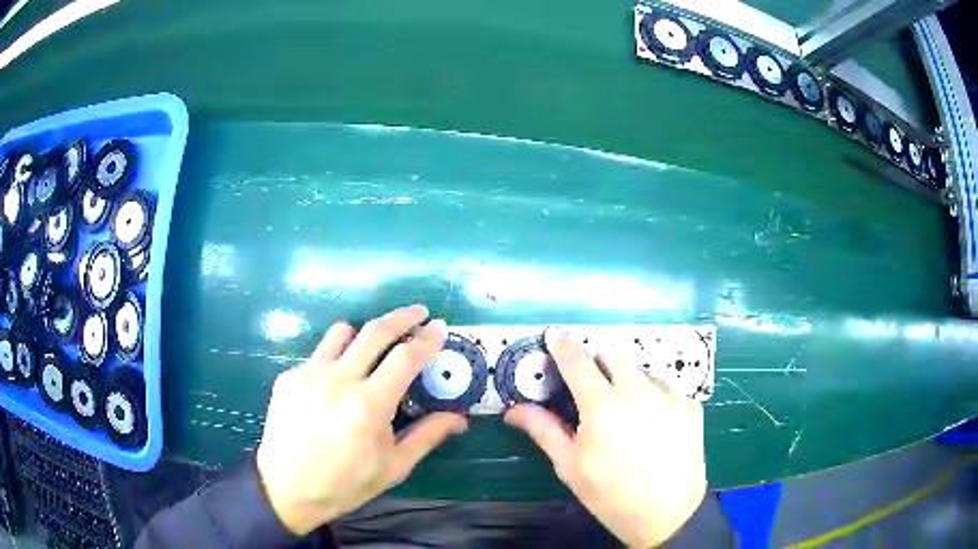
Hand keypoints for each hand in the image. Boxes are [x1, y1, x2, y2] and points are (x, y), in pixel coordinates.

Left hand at [256, 305, 466, 534]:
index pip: (405, 358)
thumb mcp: (394, 466)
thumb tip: (459, 417)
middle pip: (374, 331)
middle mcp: (338, 381)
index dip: (427, 339)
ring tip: (371, 349)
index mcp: (369, 406)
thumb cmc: (346, 483)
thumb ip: (428, 435)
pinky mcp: (288, 377)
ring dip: (363, 335)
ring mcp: (308, 375)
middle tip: (417, 312)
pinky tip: (334, 387)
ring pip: (341, 333)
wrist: (288, 489)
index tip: (440, 326)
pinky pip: (318, 355)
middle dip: (401, 316)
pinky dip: (334, 360)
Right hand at [505, 330, 705, 547]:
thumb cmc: (610, 494)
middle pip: (613, 353)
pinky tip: (655, 425)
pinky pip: (667, 388)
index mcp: (602, 406)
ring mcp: (669, 395)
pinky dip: (655, 397)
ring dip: (629, 381)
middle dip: (598, 363)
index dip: (562, 345)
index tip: (555, 335)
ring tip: (628, 414)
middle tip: (593, 389)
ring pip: (642, 370)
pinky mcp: (691, 405)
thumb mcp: (571, 466)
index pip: (577, 362)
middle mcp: (638, 391)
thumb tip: (513, 409)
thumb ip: (544, 430)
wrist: (667, 514)